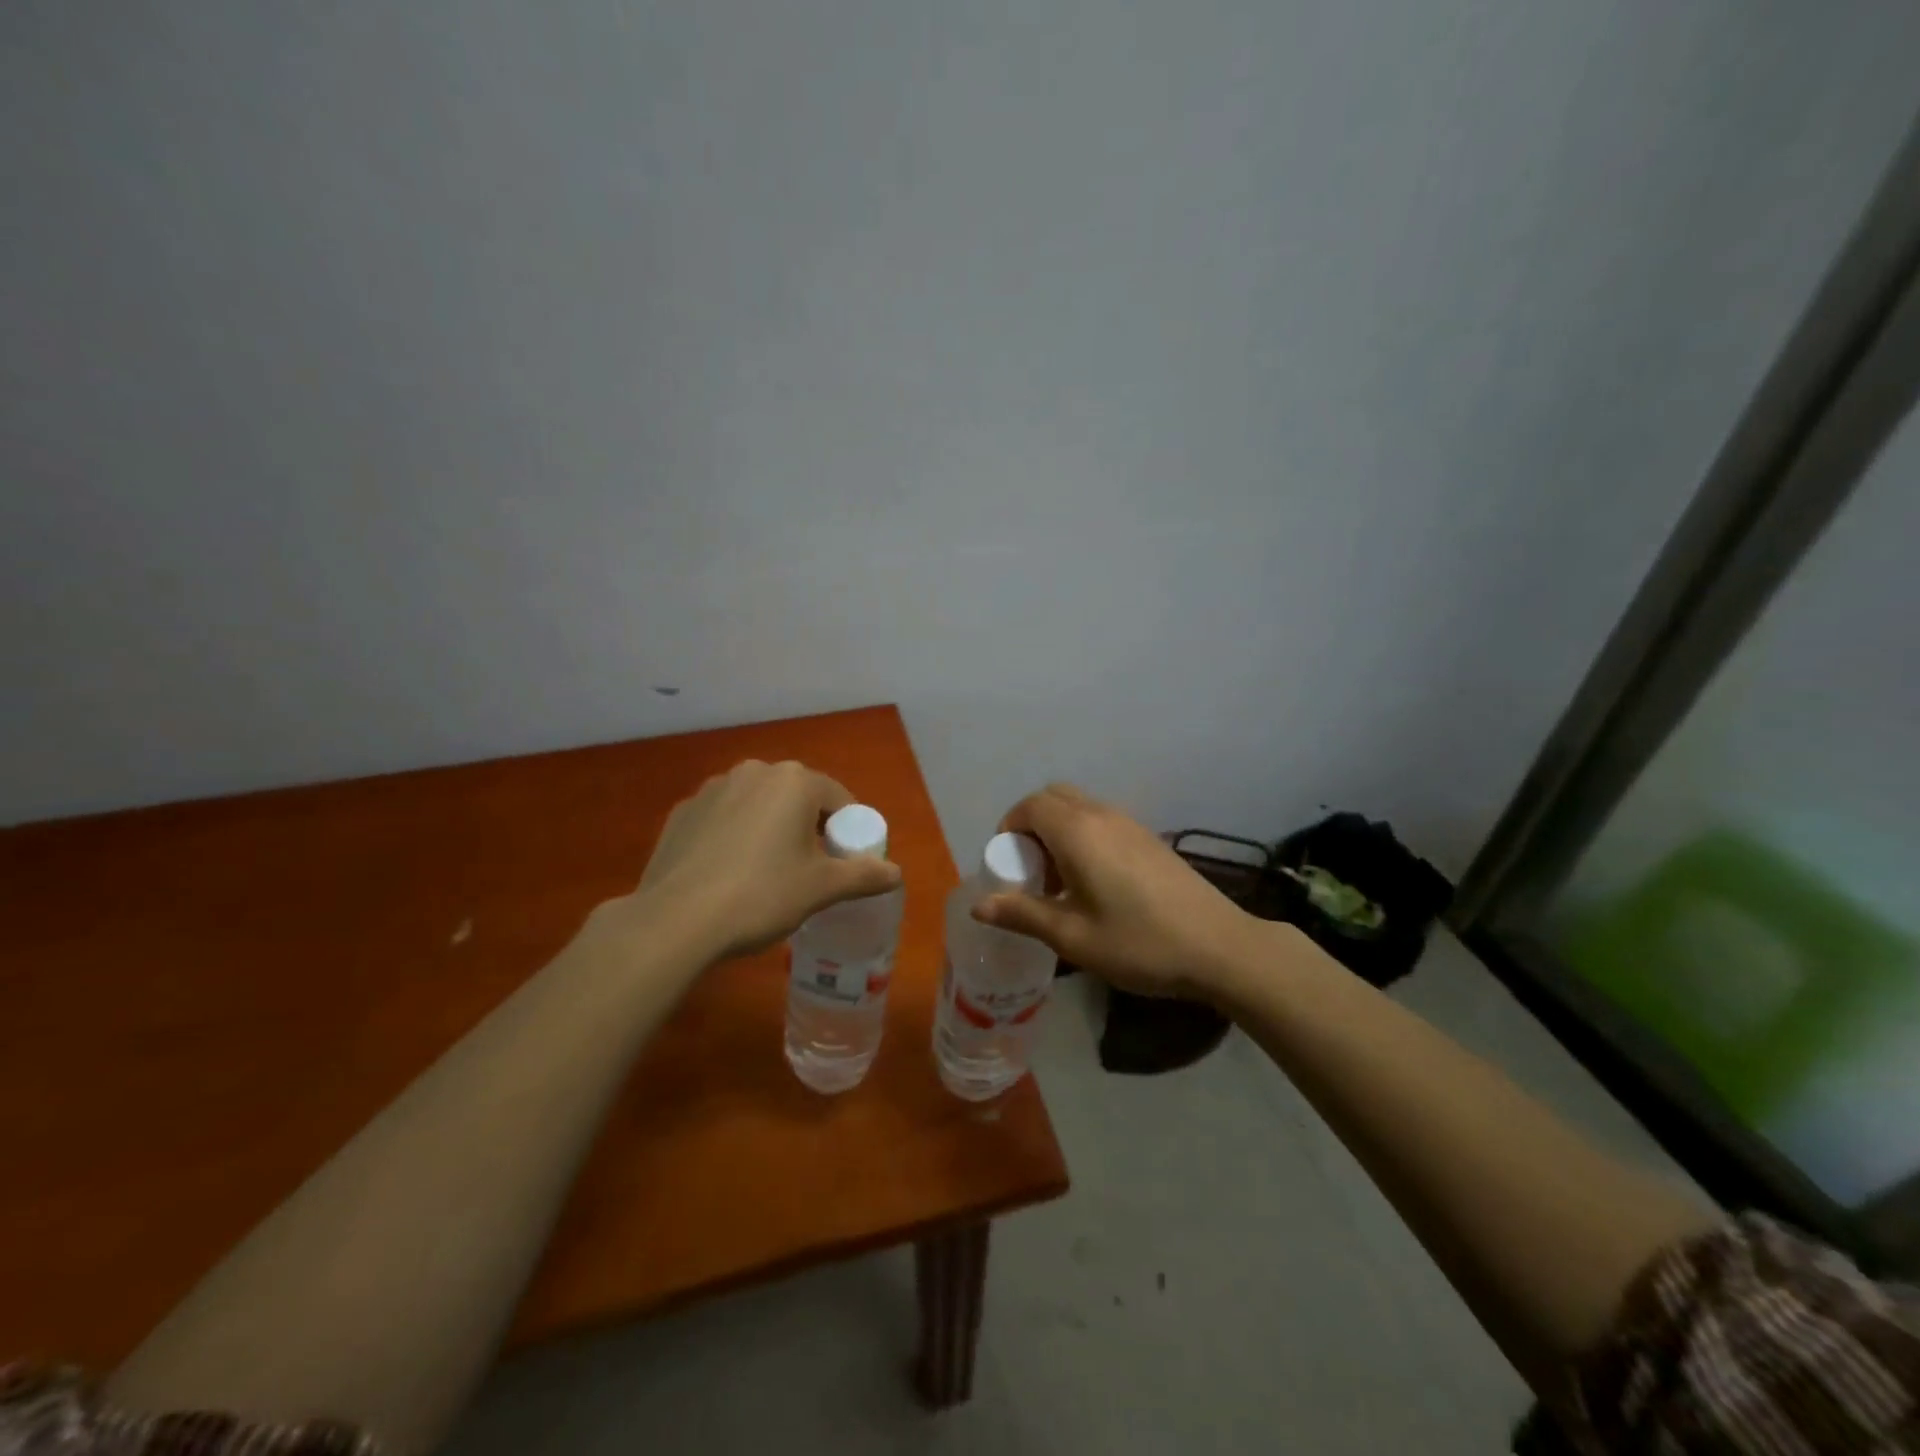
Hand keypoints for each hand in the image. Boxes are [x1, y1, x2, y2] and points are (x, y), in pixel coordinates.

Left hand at [616, 759, 902, 962]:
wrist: (676, 921)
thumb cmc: (762, 895)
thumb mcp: (821, 888)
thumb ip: (863, 875)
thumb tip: (896, 874)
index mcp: (794, 781)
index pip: (838, 799)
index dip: (847, 832)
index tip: (843, 864)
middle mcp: (754, 772)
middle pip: (797, 798)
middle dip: (808, 828)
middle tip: (809, 871)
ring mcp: (712, 789)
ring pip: (758, 806)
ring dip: (770, 829)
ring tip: (765, 874)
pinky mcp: (682, 813)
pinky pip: (723, 819)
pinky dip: (734, 837)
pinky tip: (728, 874)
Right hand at [974, 783, 1258, 1000]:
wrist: (1219, 948)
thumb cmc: (1138, 943)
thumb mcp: (1072, 937)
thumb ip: (1022, 914)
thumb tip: (978, 906)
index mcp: (1078, 832)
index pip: (1029, 806)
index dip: (1008, 829)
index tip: (1006, 866)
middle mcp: (1102, 816)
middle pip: (1053, 798)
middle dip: (1030, 825)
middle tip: (1030, 870)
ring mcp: (1130, 824)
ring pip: (1079, 807)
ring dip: (1057, 831)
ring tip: (1059, 882)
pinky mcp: (1149, 838)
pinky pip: (1102, 821)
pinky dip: (1083, 836)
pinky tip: (1094, 883)